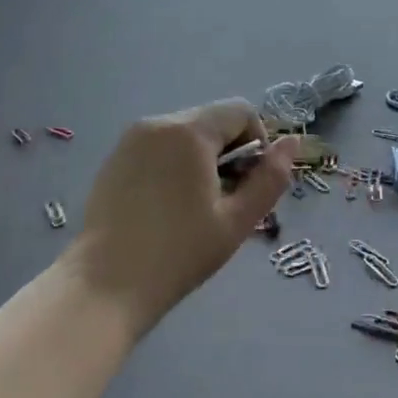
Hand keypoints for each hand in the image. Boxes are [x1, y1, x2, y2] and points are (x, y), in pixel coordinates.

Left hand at [68, 98, 296, 330]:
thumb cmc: (179, 253)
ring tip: (195, 207)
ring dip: (202, 159)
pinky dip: (174, 165)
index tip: (249, 185)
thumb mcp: (237, 220)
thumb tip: (291, 143)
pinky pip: (158, 147)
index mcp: (189, 131)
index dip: (257, 143)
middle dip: (229, 153)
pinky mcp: (114, 159)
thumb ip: (270, 178)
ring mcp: (131, 140)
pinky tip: (166, 208)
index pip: (241, 112)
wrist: (105, 286)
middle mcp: (158, 123)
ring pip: (185, 134)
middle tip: (225, 202)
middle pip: (212, 121)